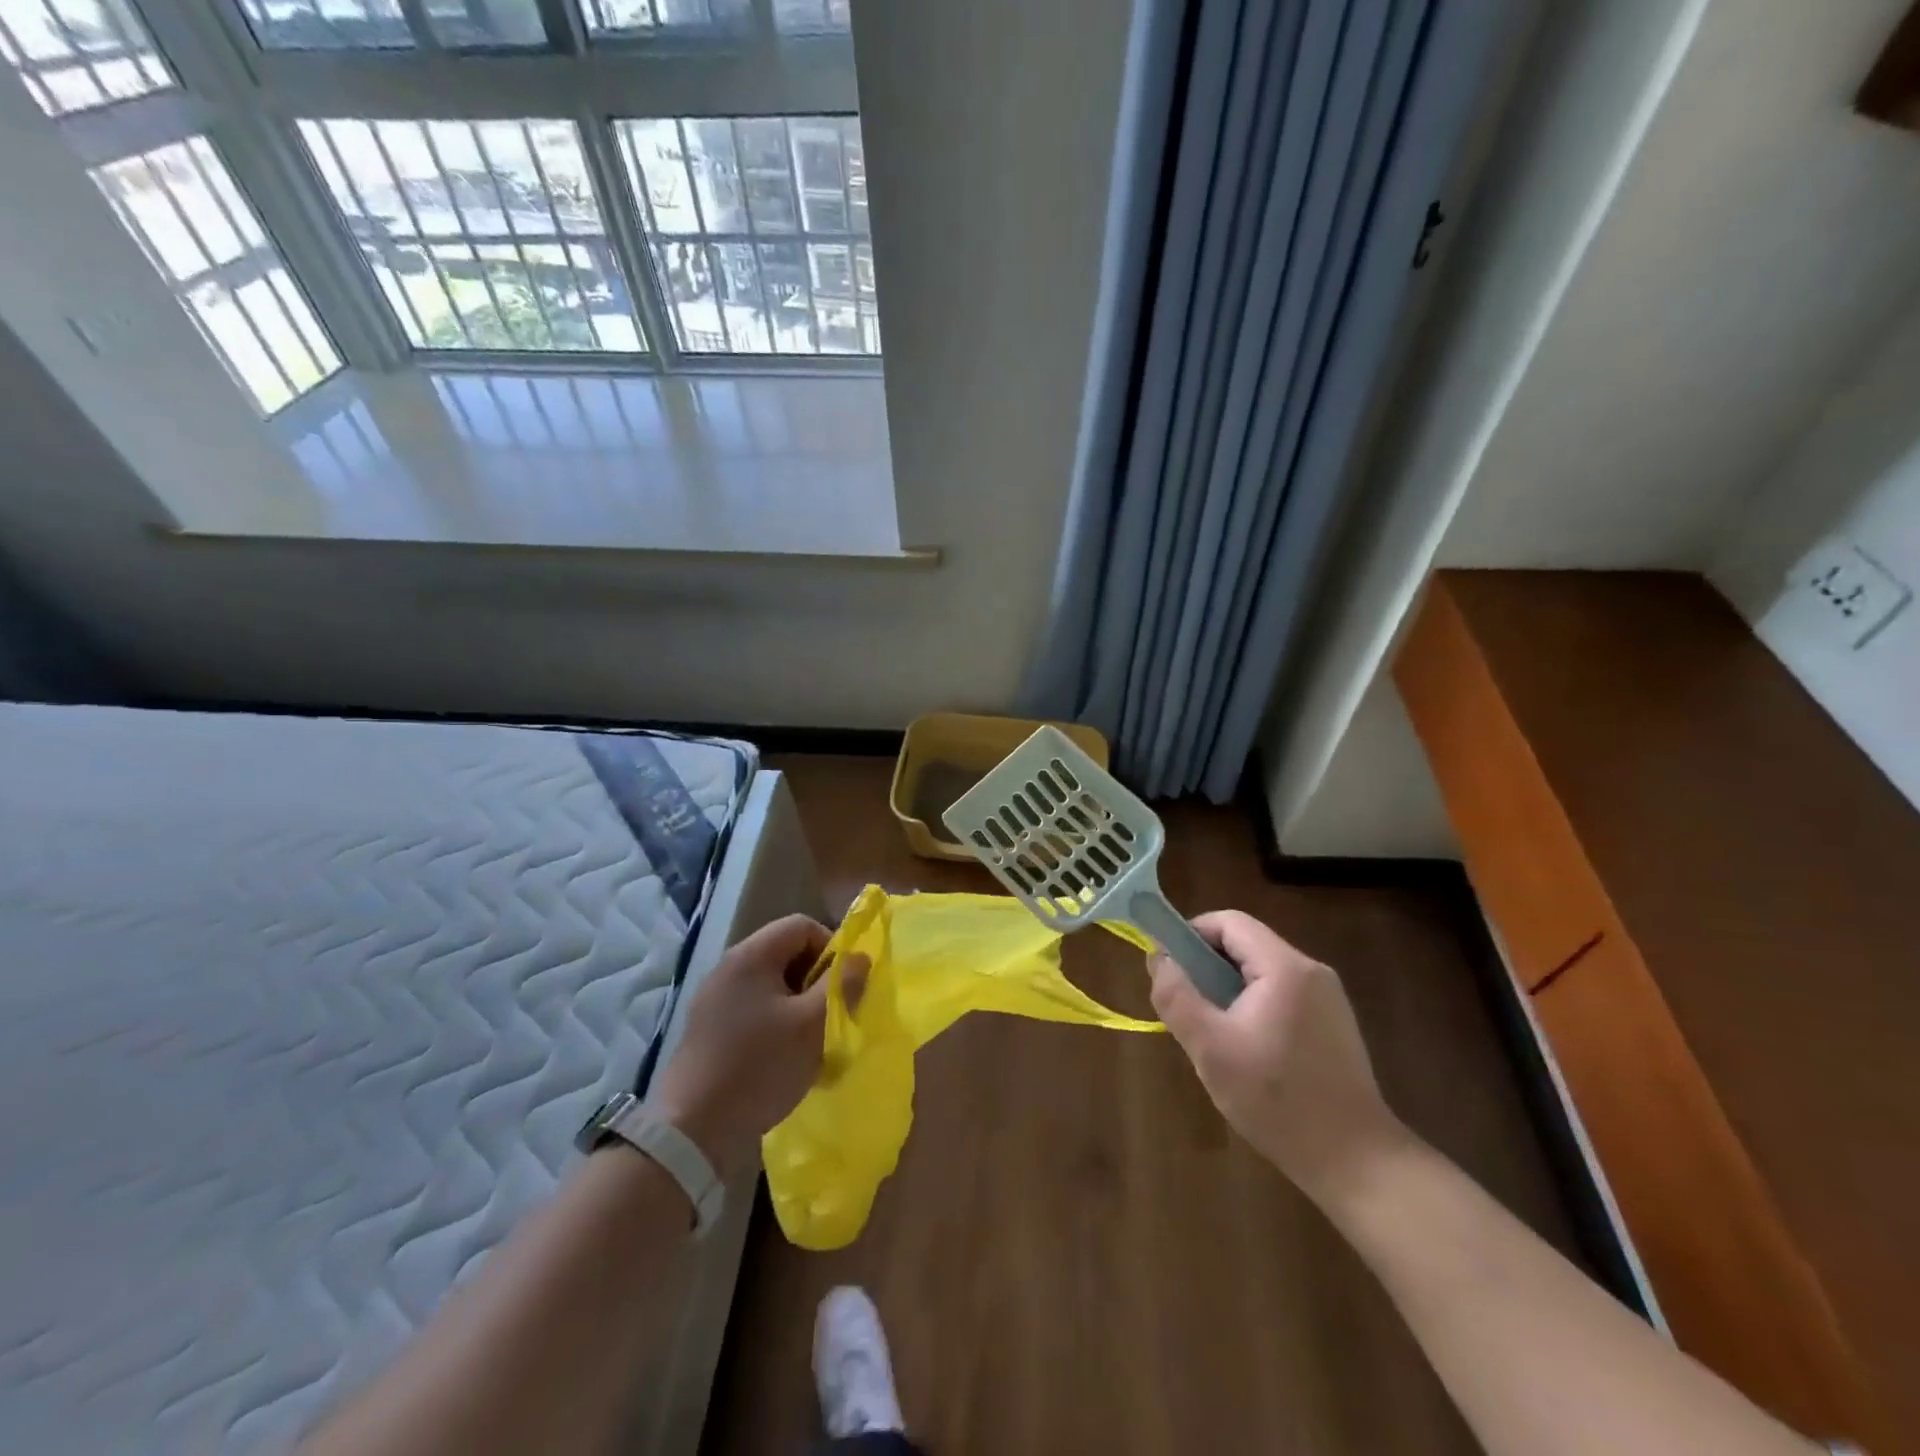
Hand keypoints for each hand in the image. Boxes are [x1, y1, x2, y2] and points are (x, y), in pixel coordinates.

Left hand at [649, 914, 867, 1174]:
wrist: (692, 1132)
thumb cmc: (760, 1066)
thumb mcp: (814, 1025)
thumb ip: (842, 985)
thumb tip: (860, 957)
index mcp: (751, 955)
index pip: (801, 925)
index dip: (831, 947)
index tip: (843, 986)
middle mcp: (729, 967)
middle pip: (786, 953)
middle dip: (816, 980)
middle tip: (831, 1015)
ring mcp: (714, 999)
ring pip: (771, 985)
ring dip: (798, 1006)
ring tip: (811, 1042)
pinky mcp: (708, 1030)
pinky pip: (753, 1010)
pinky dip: (776, 1024)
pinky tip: (782, 1058)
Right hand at [1149, 910, 1409, 1204]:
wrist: (1356, 1162)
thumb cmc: (1277, 1100)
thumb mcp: (1209, 1048)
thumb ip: (1176, 996)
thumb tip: (1159, 959)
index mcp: (1284, 968)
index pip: (1229, 922)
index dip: (1192, 934)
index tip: (1169, 966)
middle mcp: (1312, 971)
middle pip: (1246, 944)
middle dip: (1208, 966)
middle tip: (1187, 1006)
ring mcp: (1328, 998)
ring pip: (1262, 972)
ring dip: (1229, 989)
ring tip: (1214, 1033)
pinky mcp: (1334, 1024)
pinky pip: (1282, 994)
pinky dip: (1254, 1007)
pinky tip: (1247, 1051)